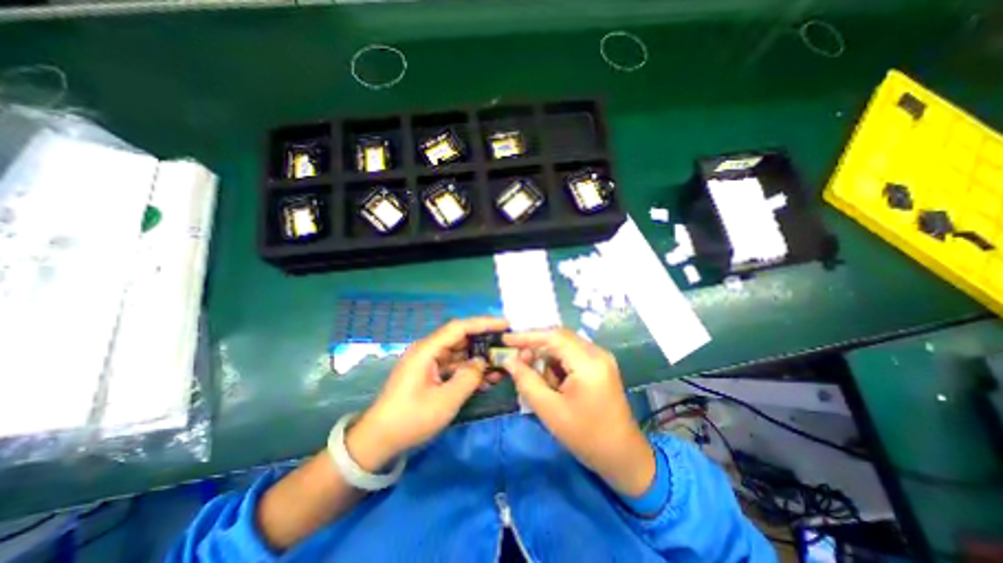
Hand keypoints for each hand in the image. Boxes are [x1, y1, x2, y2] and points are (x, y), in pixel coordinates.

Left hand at [347, 319, 510, 472]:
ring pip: (459, 353)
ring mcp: (428, 363)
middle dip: (484, 341)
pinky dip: (468, 371)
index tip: (505, 324)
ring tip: (501, 365)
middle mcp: (428, 350)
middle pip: (461, 338)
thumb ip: (469, 377)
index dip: (484, 323)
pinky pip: (453, 366)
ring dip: (478, 359)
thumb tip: (482, 362)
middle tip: (506, 345)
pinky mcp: (429, 374)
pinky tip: (485, 379)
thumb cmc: (411, 419)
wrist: (379, 440)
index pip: (460, 328)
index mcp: (427, 350)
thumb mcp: (445, 400)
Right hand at [502, 327, 659, 494]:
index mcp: (589, 362)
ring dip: (546, 359)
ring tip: (538, 380)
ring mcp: (600, 358)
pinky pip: (571, 356)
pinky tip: (552, 384)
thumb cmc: (586, 436)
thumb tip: (509, 361)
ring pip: (564, 347)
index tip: (505, 339)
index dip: (527, 335)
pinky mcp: (599, 366)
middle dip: (535, 347)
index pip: (554, 336)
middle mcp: (597, 353)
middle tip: (517, 362)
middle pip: (559, 338)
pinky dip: (557, 365)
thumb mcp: (550, 410)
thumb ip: (526, 381)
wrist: (623, 456)